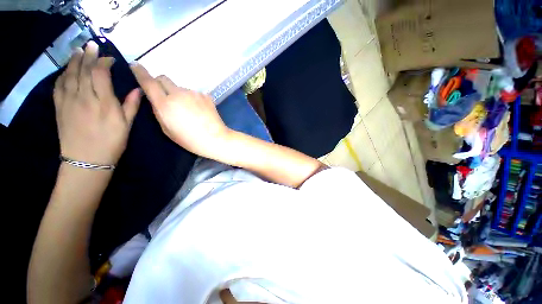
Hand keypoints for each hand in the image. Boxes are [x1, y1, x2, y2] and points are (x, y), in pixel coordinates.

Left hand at [54, 41, 140, 164]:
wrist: (87, 160)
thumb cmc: (111, 143)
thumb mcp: (127, 126)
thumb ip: (131, 106)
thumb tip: (138, 90)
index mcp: (104, 103)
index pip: (100, 74)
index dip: (104, 62)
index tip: (110, 58)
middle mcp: (85, 97)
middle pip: (83, 70)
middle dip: (88, 55)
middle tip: (91, 45)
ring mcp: (69, 101)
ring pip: (70, 74)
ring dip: (74, 61)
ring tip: (79, 51)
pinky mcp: (59, 107)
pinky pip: (59, 85)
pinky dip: (62, 74)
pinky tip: (66, 70)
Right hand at [130, 62, 230, 158]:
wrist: (215, 138)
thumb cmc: (190, 139)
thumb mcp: (167, 129)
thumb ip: (159, 111)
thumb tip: (155, 99)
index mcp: (166, 104)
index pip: (149, 82)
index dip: (140, 72)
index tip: (135, 66)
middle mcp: (179, 94)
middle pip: (164, 78)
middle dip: (160, 84)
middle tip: (165, 97)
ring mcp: (194, 93)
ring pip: (180, 88)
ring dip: (179, 94)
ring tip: (188, 111)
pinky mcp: (206, 95)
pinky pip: (193, 94)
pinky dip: (192, 99)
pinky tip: (199, 111)